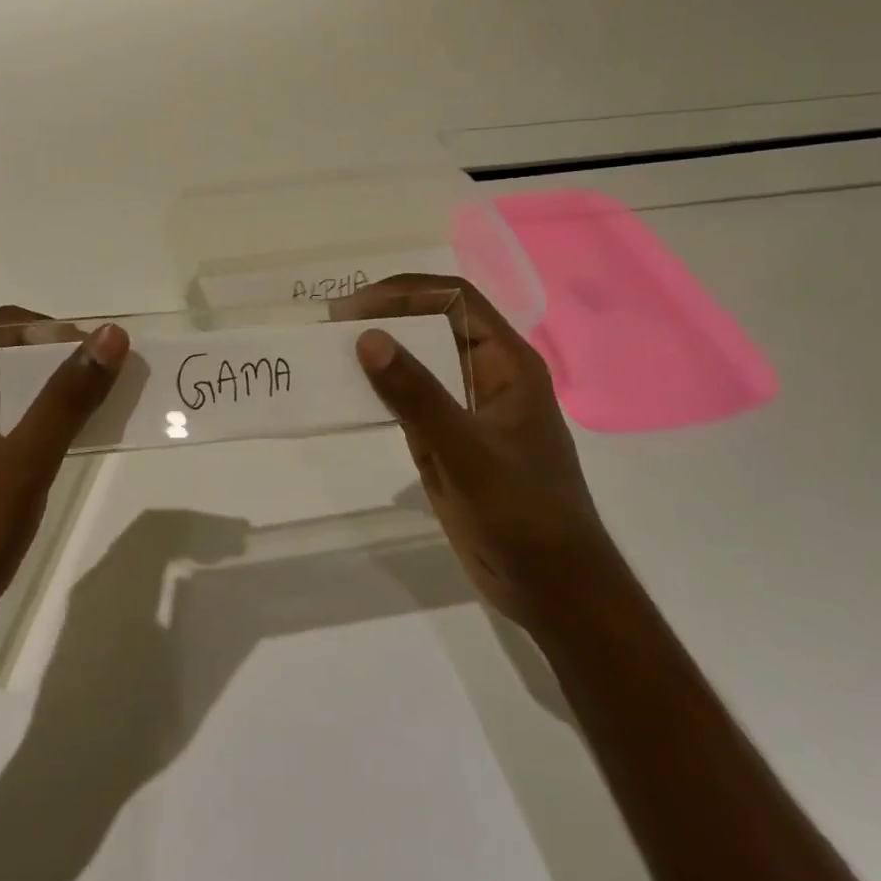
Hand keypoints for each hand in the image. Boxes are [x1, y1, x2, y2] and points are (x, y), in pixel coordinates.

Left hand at [0, 308, 128, 676]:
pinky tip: (74, 447)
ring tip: (106, 412)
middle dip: (64, 363)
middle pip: (10, 357)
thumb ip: (68, 396)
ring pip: (12, 395)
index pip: (7, 327)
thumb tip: (110, 335)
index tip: (105, 354)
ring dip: (57, 397)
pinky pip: (8, 430)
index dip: (58, 330)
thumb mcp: (24, 462)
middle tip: (116, 383)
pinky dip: (43, 428)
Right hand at [345, 275, 612, 628]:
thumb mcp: (466, 451)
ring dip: (379, 353)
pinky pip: (410, 400)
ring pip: (419, 361)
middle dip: (386, 316)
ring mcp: (467, 407)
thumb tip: (367, 337)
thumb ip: (417, 394)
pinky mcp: (450, 438)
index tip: (355, 307)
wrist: (551, 588)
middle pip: (433, 324)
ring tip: (329, 351)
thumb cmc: (522, 512)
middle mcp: (487, 374)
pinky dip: (379, 390)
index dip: (405, 292)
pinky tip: (347, 393)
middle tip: (332, 324)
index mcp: (507, 362)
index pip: (454, 299)